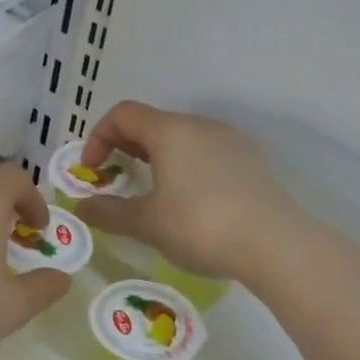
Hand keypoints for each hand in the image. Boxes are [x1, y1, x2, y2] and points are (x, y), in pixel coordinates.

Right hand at [76, 101, 308, 281]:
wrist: (276, 245)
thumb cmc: (200, 226)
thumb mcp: (147, 224)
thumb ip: (110, 212)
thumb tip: (83, 207)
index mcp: (170, 131)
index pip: (122, 114)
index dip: (97, 137)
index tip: (92, 172)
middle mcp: (200, 126)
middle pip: (152, 123)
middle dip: (125, 148)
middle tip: (116, 181)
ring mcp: (229, 141)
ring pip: (180, 138)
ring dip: (155, 159)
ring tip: (150, 194)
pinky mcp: (248, 161)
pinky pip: (204, 153)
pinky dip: (182, 167)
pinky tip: (187, 203)